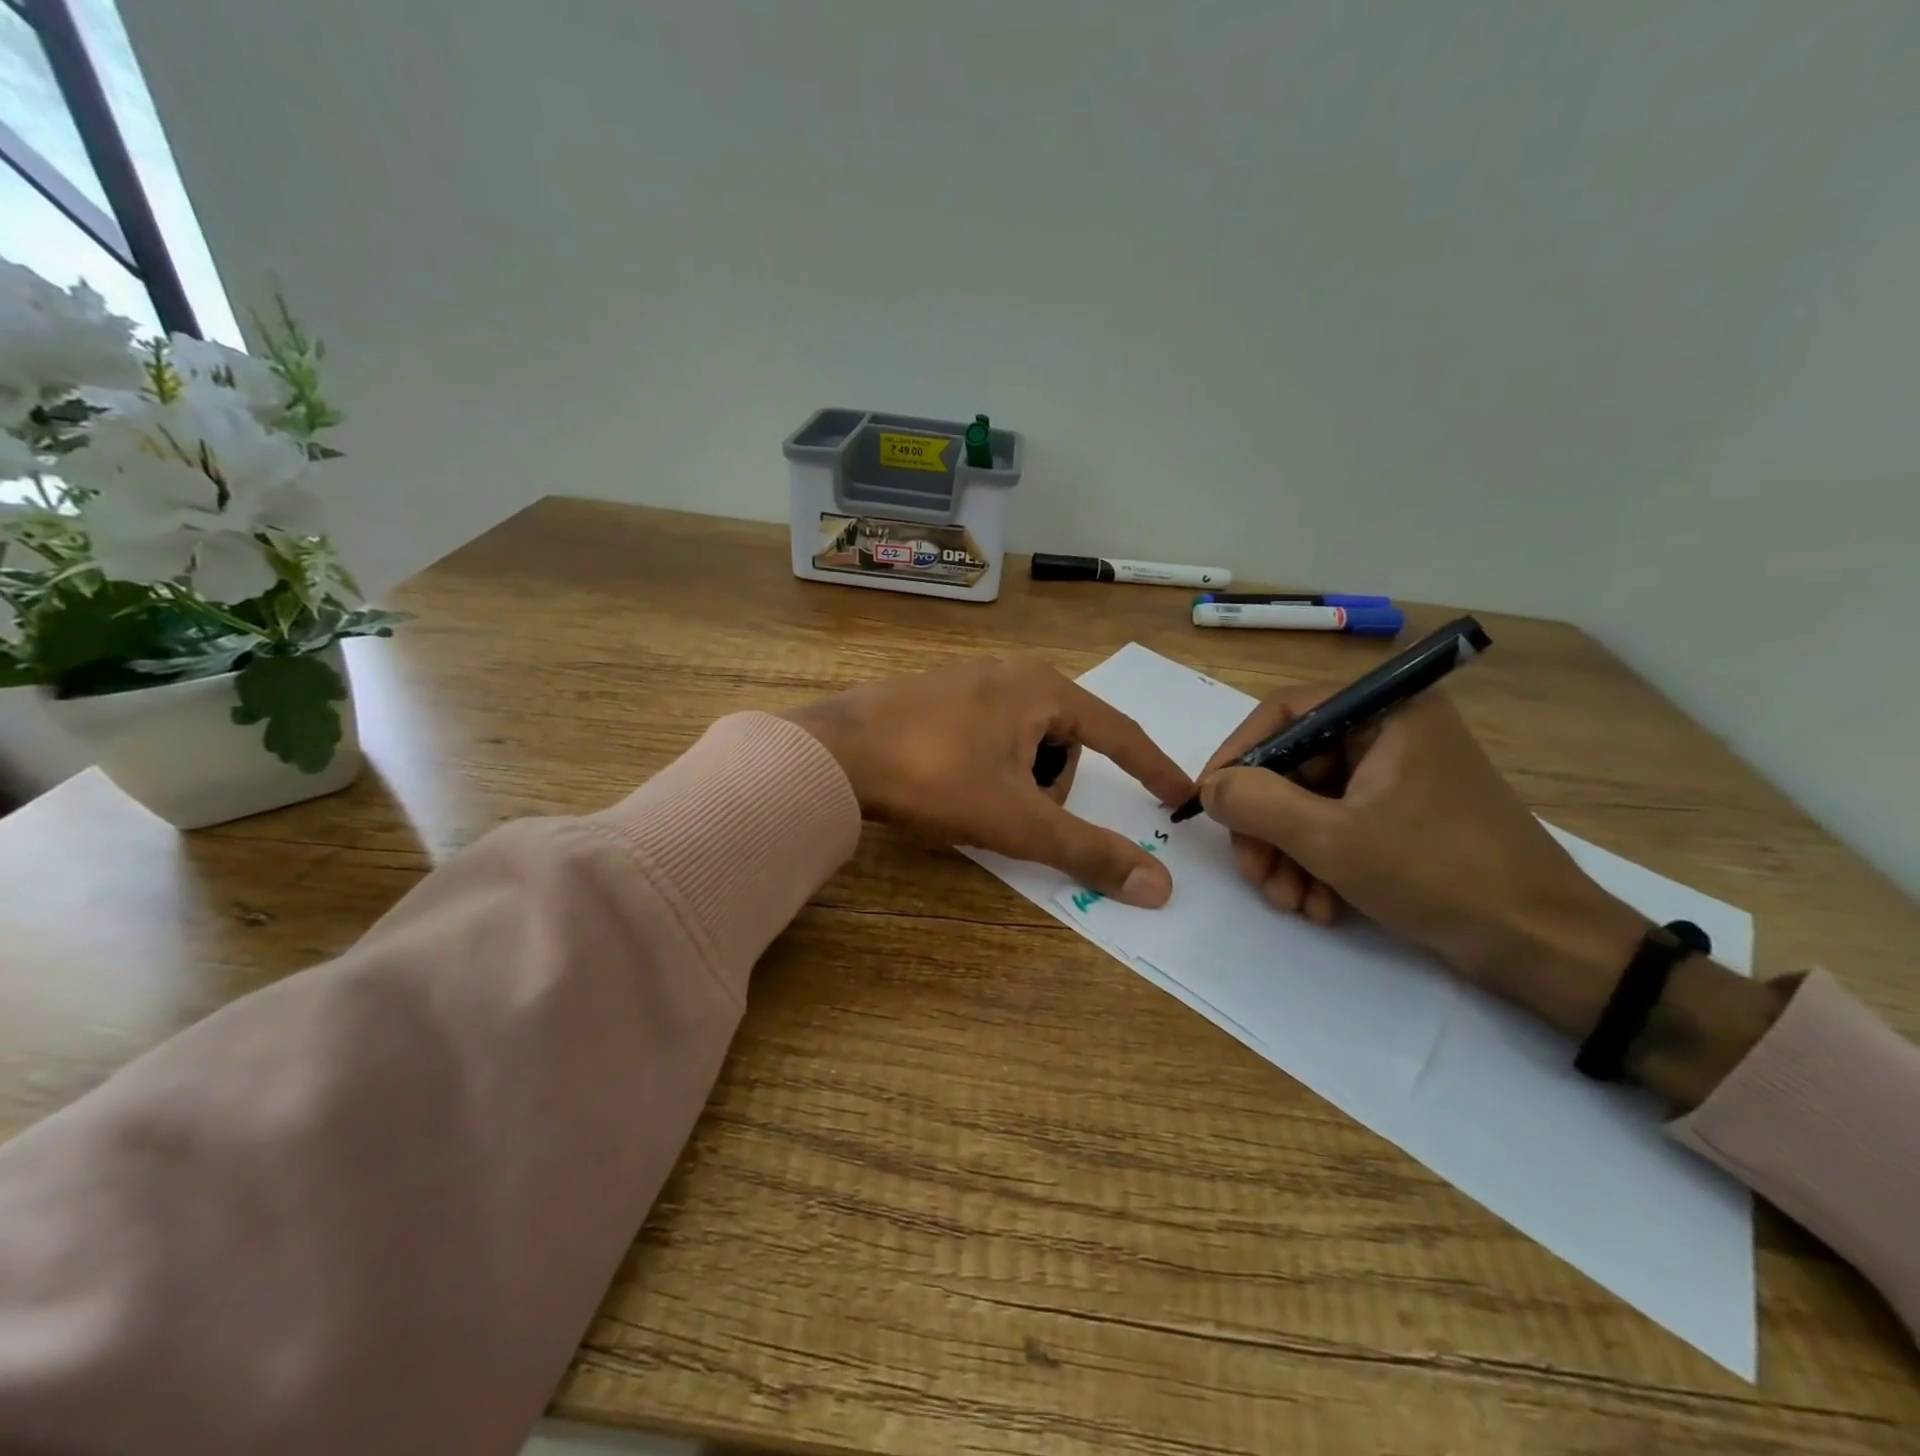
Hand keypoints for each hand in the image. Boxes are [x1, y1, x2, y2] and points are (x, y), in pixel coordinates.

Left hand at [781, 656, 1192, 907]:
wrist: (833, 753)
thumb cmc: (935, 777)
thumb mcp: (1018, 820)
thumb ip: (1088, 851)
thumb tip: (1159, 887)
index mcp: (1043, 689)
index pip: (1119, 732)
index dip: (1152, 769)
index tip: (1179, 796)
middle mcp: (1011, 672)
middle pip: (1065, 741)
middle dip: (1052, 787)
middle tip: (1016, 815)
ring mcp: (968, 678)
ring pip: (1025, 740)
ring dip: (1018, 780)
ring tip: (977, 802)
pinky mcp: (934, 694)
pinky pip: (988, 734)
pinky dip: (989, 766)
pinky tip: (952, 784)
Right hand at [1197, 686, 1650, 1036]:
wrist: (1547, 948)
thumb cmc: (1440, 875)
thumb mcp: (1331, 839)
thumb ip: (1257, 803)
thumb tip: (1209, 786)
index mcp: (1386, 713)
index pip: (1286, 712)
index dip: (1238, 755)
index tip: (1209, 801)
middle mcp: (1392, 734)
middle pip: (1295, 766)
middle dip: (1266, 825)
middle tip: (1254, 874)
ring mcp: (1399, 778)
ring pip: (1311, 803)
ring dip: (1288, 854)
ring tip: (1290, 902)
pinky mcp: (1405, 818)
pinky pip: (1339, 826)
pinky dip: (1319, 864)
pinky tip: (1320, 906)